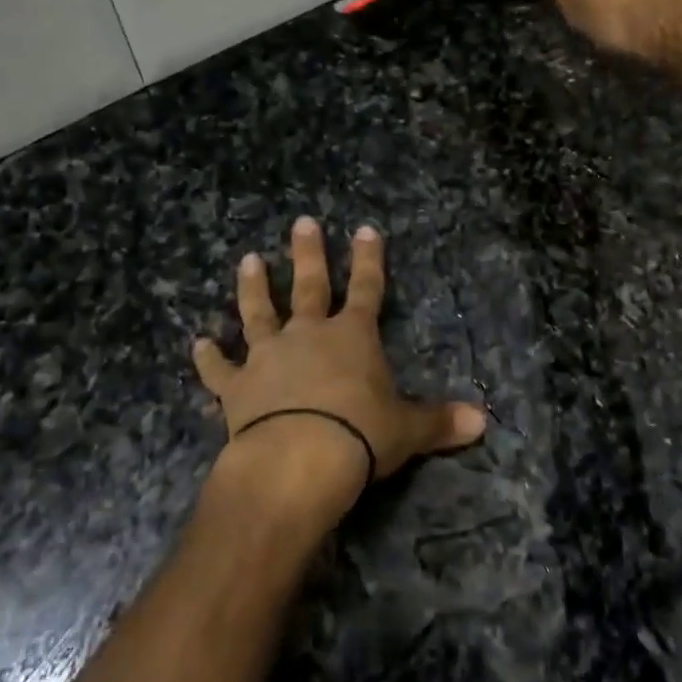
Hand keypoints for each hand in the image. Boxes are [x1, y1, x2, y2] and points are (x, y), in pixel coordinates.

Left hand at [194, 218, 485, 521]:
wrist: (298, 459)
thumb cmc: (361, 436)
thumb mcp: (408, 430)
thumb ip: (441, 421)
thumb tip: (484, 422)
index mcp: (353, 337)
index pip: (367, 288)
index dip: (370, 259)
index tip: (366, 229)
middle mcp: (309, 335)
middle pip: (310, 286)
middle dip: (308, 254)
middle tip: (302, 222)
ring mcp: (269, 356)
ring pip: (259, 313)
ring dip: (253, 288)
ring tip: (248, 260)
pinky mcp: (237, 387)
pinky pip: (220, 369)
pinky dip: (208, 358)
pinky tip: (197, 344)